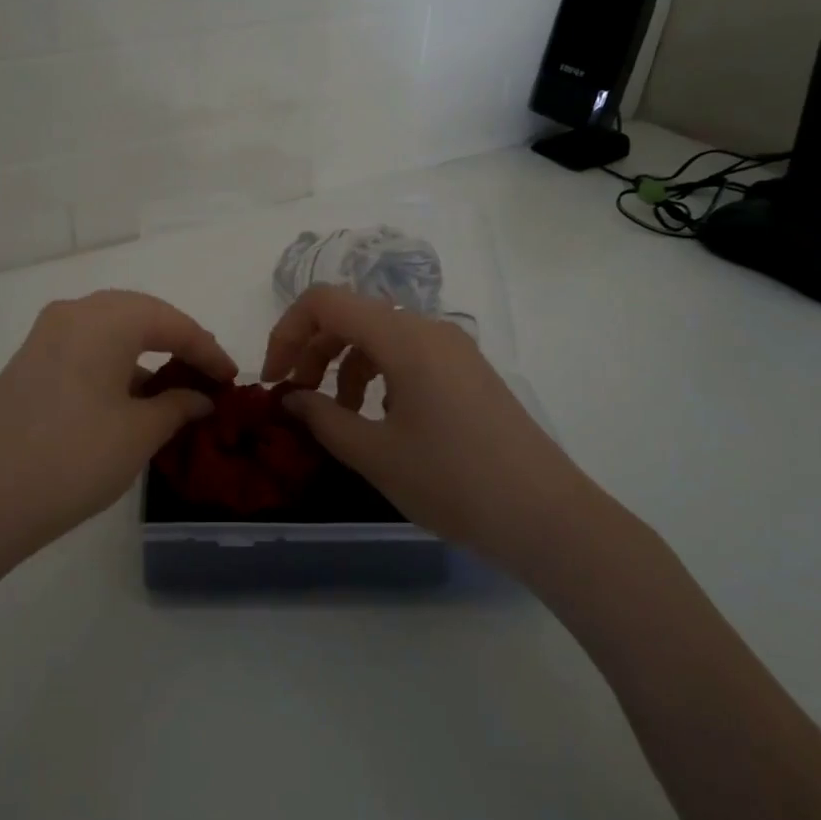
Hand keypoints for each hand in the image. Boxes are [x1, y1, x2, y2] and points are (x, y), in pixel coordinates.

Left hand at [0, 290, 236, 562]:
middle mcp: (72, 314)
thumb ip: (177, 406)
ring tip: (171, 389)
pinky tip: (127, 399)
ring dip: (144, 354)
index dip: (208, 349)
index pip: (172, 323)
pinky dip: (114, 365)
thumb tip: (201, 396)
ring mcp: (42, 338)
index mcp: (104, 319)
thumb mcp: (138, 434)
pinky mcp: (26, 364)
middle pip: (139, 315)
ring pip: (109, 331)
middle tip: (206, 375)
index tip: (233, 379)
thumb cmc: (71, 460)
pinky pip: (83, 349)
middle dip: (177, 342)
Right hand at [261, 286, 595, 572]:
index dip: (286, 332)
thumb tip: (288, 397)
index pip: (325, 302)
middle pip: (351, 316)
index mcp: (404, 338)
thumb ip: (321, 418)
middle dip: (312, 350)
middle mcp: (429, 329)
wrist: (547, 517)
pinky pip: (408, 354)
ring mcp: (453, 349)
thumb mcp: (374, 453)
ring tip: (338, 413)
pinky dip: (377, 374)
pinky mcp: (467, 371)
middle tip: (296, 397)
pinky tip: (380, 417)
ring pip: (379, 336)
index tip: (273, 380)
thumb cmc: (453, 482)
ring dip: (344, 364)